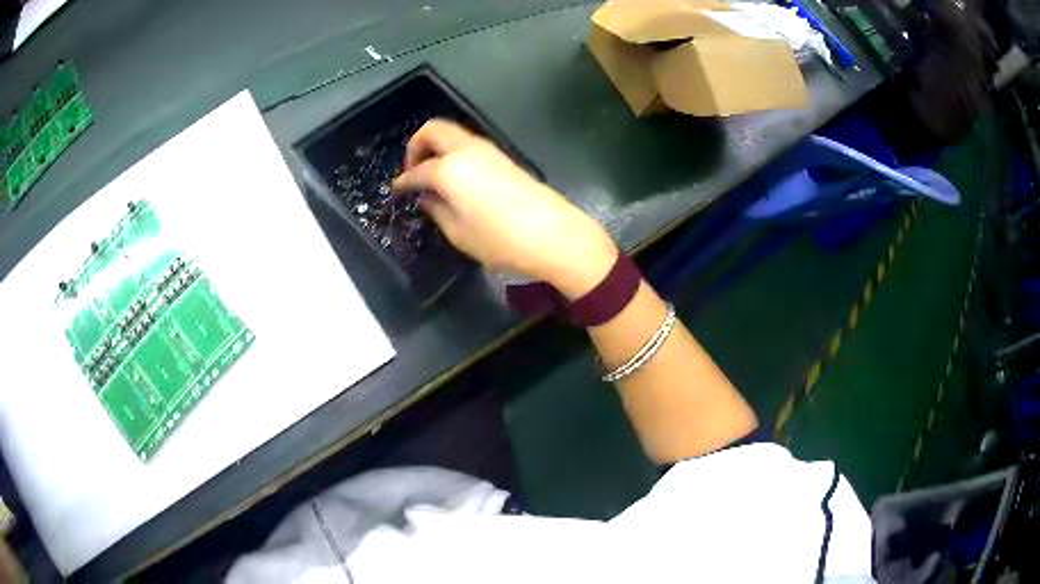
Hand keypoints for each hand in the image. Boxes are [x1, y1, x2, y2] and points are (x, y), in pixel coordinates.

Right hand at [393, 119, 617, 298]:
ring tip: (433, 176)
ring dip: (437, 147)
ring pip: (453, 134)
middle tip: (413, 171)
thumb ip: (437, 210)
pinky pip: (469, 145)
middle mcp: (466, 150)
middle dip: (416, 145)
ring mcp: (488, 150)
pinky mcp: (504, 157)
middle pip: (433, 129)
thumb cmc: (500, 239)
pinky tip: (456, 178)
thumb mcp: (459, 233)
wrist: (554, 234)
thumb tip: (427, 197)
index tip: (397, 190)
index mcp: (449, 169)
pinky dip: (454, 153)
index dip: (403, 181)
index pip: (417, 171)